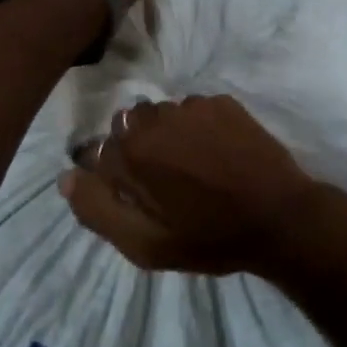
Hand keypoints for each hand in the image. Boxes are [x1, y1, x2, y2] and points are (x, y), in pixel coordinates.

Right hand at [60, 96, 328, 275]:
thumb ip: (98, 210)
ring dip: (166, 136)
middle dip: (137, 151)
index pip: (97, 152)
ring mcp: (192, 105)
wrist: (280, 218)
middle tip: (164, 183)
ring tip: (193, 167)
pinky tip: (216, 153)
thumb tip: (66, 177)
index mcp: (131, 151)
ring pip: (160, 116)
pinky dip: (196, 127)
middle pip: (127, 128)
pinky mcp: (222, 102)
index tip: (133, 195)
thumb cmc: (209, 238)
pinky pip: (193, 110)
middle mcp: (155, 117)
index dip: (111, 176)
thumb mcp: (145, 244)